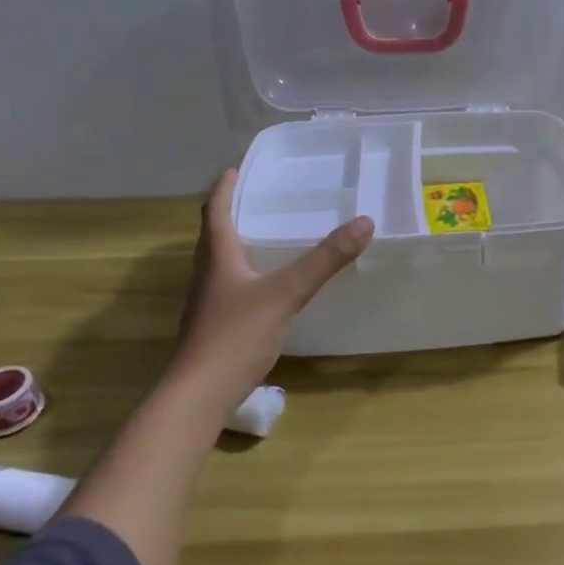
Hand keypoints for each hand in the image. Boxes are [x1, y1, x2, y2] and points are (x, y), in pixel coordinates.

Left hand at [173, 169, 372, 391]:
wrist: (199, 395)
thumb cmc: (235, 335)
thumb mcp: (286, 292)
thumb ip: (324, 260)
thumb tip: (364, 221)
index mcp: (217, 257)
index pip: (215, 211)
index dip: (224, 188)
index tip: (235, 169)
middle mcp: (208, 274)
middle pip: (215, 235)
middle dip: (233, 212)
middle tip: (259, 197)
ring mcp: (209, 303)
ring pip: (222, 262)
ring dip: (239, 244)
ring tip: (267, 234)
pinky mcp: (216, 326)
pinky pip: (232, 287)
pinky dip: (248, 274)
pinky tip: (269, 285)